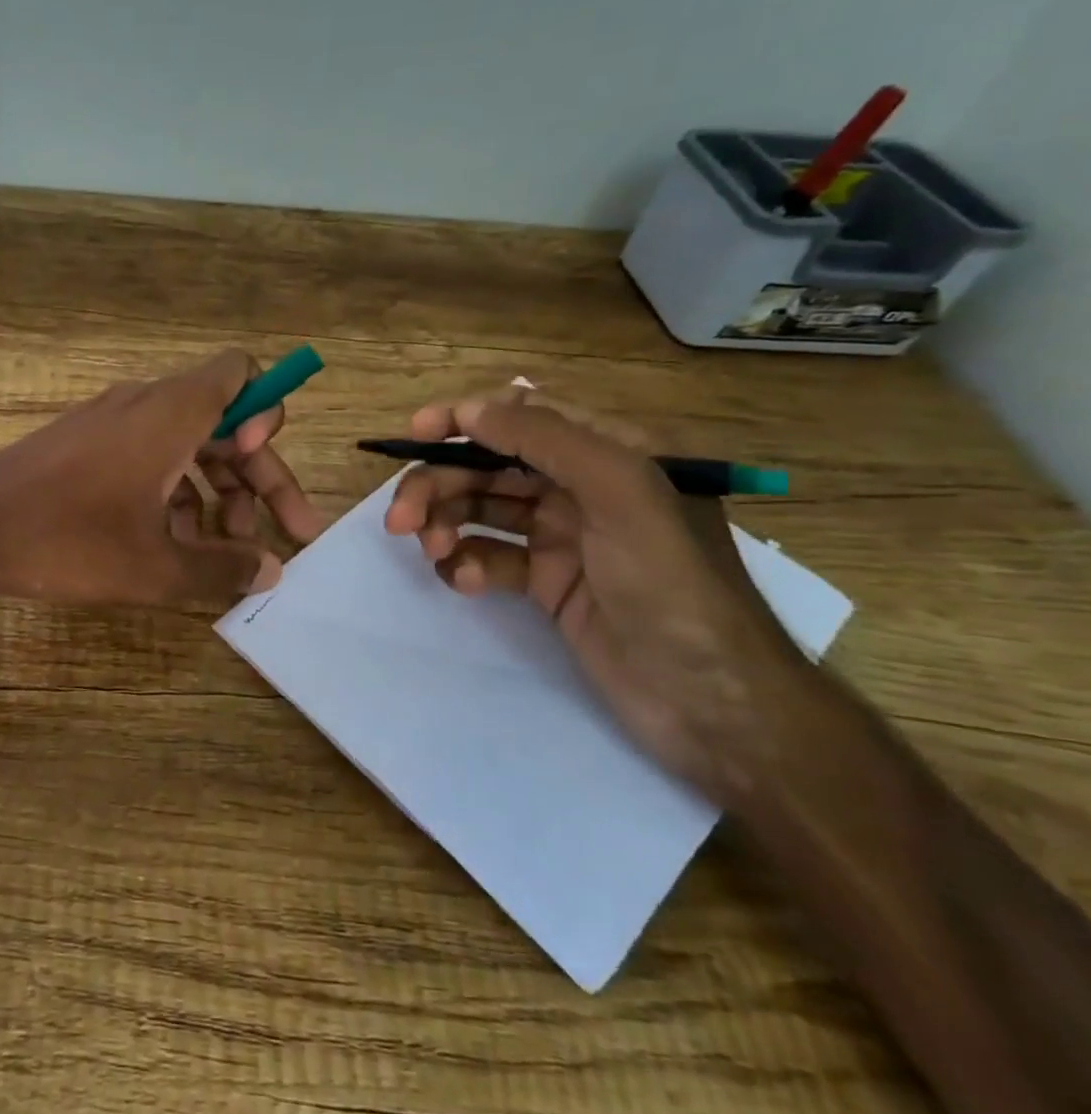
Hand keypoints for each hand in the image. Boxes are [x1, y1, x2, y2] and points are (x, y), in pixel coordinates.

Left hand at [0, 350, 325, 604]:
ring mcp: (112, 423)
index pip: (241, 373)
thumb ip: (222, 568)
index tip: (259, 465)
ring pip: (187, 445)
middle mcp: (147, 405)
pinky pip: (149, 456)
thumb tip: (271, 570)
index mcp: (173, 414)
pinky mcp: (87, 444)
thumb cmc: (68, 540)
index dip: (266, 413)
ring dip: (216, 494)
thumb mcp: (155, 568)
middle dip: (258, 478)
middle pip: (225, 422)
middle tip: (282, 537)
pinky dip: (173, 493)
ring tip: (223, 554)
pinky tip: (171, 545)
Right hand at [384, 386, 808, 800]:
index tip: (416, 435)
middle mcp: (581, 487)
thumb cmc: (672, 585)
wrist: (713, 704)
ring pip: (481, 510)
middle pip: (489, 465)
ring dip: (447, 525)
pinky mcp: (546, 583)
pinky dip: (469, 566)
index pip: (524, 414)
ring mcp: (562, 537)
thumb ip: (547, 440)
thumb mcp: (620, 494)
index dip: (466, 418)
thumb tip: (473, 409)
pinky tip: (468, 584)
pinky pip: (489, 557)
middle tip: (401, 520)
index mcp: (610, 452)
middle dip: (440, 485)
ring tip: (434, 553)